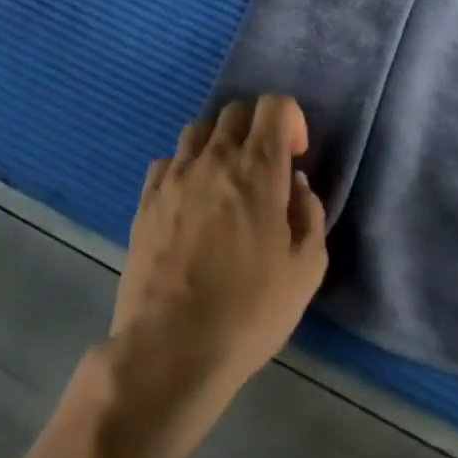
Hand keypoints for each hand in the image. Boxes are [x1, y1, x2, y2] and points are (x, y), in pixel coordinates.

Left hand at [108, 96, 327, 414]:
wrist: (168, 352)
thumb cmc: (247, 314)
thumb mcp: (305, 272)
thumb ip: (311, 216)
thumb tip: (296, 185)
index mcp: (258, 169)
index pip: (275, 105)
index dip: (291, 120)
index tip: (295, 156)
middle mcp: (215, 159)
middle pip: (237, 110)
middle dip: (258, 126)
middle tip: (265, 167)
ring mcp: (175, 176)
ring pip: (200, 129)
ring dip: (220, 143)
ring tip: (226, 180)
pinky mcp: (146, 199)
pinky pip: (168, 160)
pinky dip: (186, 167)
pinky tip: (191, 200)